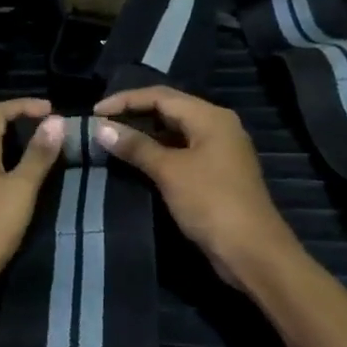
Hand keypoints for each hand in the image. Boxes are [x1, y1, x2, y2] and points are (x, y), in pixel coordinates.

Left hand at [0, 98, 63, 296]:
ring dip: (15, 148)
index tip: (52, 111)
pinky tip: (22, 185)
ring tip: (43, 156)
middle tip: (52, 133)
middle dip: (21, 125)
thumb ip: (38, 155)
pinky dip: (7, 168)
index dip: (24, 105)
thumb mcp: (21, 189)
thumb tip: (56, 120)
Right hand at [95, 87, 299, 289]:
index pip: (161, 96)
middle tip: (101, 125)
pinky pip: (181, 151)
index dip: (125, 100)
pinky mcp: (215, 173)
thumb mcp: (170, 171)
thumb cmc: (211, 203)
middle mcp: (217, 126)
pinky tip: (137, 160)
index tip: (95, 113)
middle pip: (169, 109)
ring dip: (144, 133)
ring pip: (174, 131)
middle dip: (134, 114)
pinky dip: (157, 151)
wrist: (251, 251)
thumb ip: (136, 146)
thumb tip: (101, 128)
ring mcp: (218, 150)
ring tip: (113, 140)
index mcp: (210, 117)